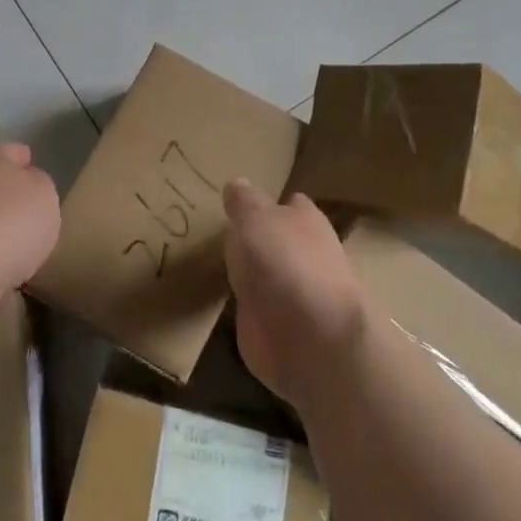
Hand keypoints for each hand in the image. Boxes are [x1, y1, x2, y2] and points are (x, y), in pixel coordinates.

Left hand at [0, 143, 60, 293]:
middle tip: (30, 208)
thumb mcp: (45, 193)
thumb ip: (39, 183)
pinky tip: (3, 262)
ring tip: (19, 241)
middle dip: (7, 194)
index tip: (33, 166)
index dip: (25, 158)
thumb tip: (27, 181)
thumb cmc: (13, 220)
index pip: (12, 152)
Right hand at [222, 180, 367, 411]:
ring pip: (267, 274)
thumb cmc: (284, 263)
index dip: (268, 202)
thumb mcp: (255, 219)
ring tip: (213, 262)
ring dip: (249, 272)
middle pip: (278, 240)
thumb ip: (244, 202)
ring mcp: (293, 294)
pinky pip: (255, 307)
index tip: (241, 202)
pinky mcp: (278, 327)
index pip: (290, 204)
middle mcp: (305, 255)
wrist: (308, 337)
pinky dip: (243, 304)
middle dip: (257, 238)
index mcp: (306, 221)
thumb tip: (237, 183)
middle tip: (219, 230)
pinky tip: (219, 298)